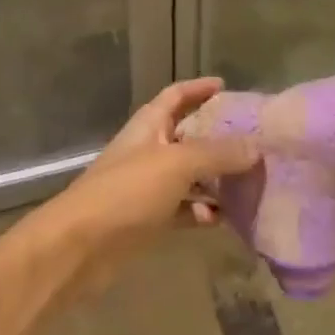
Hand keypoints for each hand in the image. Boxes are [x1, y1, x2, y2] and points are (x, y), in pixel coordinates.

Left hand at [37, 78, 258, 284]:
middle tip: (253, 141)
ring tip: (249, 183)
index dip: (199, 88)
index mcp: (149, 125)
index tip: (227, 87)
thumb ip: (217, 154)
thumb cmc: (126, 192)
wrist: (78, 248)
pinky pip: (182, 209)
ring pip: (189, 175)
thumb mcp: (177, 164)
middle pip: (188, 135)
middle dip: (218, 138)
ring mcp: (147, 186)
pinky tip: (223, 219)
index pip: (177, 95)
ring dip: (215, 178)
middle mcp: (148, 150)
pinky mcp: (147, 220)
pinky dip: (201, 211)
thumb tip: (256, 147)